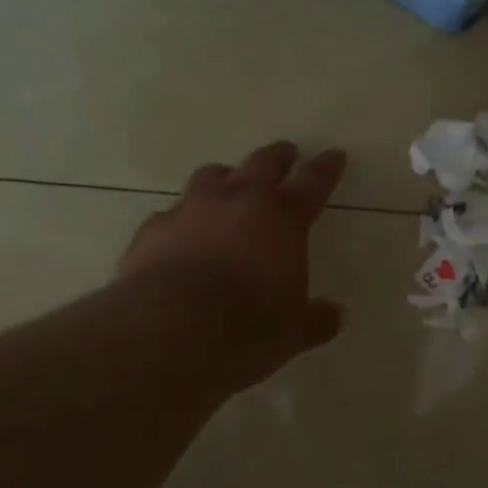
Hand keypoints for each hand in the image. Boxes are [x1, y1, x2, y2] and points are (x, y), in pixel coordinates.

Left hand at [117, 141, 348, 390]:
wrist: (169, 333)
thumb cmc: (248, 328)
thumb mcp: (295, 331)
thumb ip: (317, 318)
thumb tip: (334, 315)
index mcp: (282, 218)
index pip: (312, 181)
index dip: (326, 167)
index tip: (334, 155)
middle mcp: (237, 201)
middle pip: (262, 163)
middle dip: (277, 157)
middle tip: (285, 155)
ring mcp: (190, 211)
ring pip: (210, 177)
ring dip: (224, 179)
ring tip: (228, 188)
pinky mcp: (152, 231)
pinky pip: (170, 215)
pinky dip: (182, 221)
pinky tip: (180, 237)